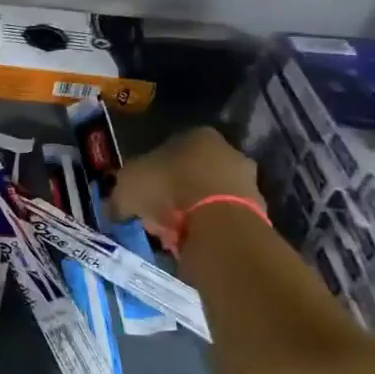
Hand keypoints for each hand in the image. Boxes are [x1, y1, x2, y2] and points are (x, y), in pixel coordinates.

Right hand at [109, 127, 260, 246]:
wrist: (218, 222)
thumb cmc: (168, 188)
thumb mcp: (126, 187)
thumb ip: (120, 195)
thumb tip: (115, 208)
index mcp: (197, 134)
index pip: (169, 146)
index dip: (152, 169)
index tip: (142, 190)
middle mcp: (228, 150)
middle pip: (193, 169)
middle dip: (175, 189)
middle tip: (156, 211)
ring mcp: (248, 179)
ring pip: (210, 192)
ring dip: (193, 208)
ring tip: (172, 231)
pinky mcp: (259, 208)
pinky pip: (223, 215)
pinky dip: (209, 225)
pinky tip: (192, 239)